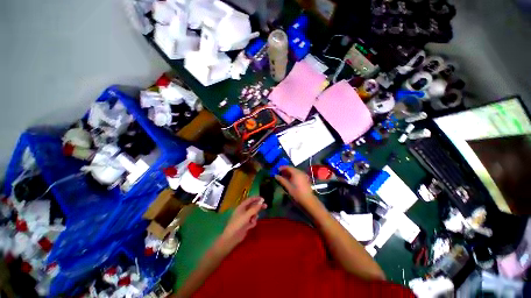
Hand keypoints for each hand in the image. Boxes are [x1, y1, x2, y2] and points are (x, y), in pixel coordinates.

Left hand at [218, 197, 266, 253]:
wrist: (233, 235)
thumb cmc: (239, 223)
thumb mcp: (247, 215)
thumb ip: (254, 209)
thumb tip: (261, 202)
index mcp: (241, 207)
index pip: (249, 200)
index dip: (256, 198)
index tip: (263, 199)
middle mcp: (243, 212)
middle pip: (252, 207)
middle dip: (258, 207)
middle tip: (266, 206)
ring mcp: (244, 218)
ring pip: (253, 215)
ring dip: (254, 217)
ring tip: (252, 221)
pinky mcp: (246, 224)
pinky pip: (252, 221)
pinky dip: (252, 223)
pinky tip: (250, 227)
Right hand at [275, 166, 318, 207]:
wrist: (307, 199)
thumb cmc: (297, 193)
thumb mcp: (288, 187)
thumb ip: (281, 180)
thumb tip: (275, 175)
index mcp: (296, 173)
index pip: (288, 167)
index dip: (282, 168)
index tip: (277, 170)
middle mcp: (301, 172)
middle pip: (292, 169)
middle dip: (285, 170)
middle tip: (279, 173)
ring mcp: (304, 175)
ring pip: (295, 172)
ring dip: (289, 173)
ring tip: (284, 177)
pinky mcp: (306, 179)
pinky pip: (298, 174)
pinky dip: (293, 175)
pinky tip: (290, 179)